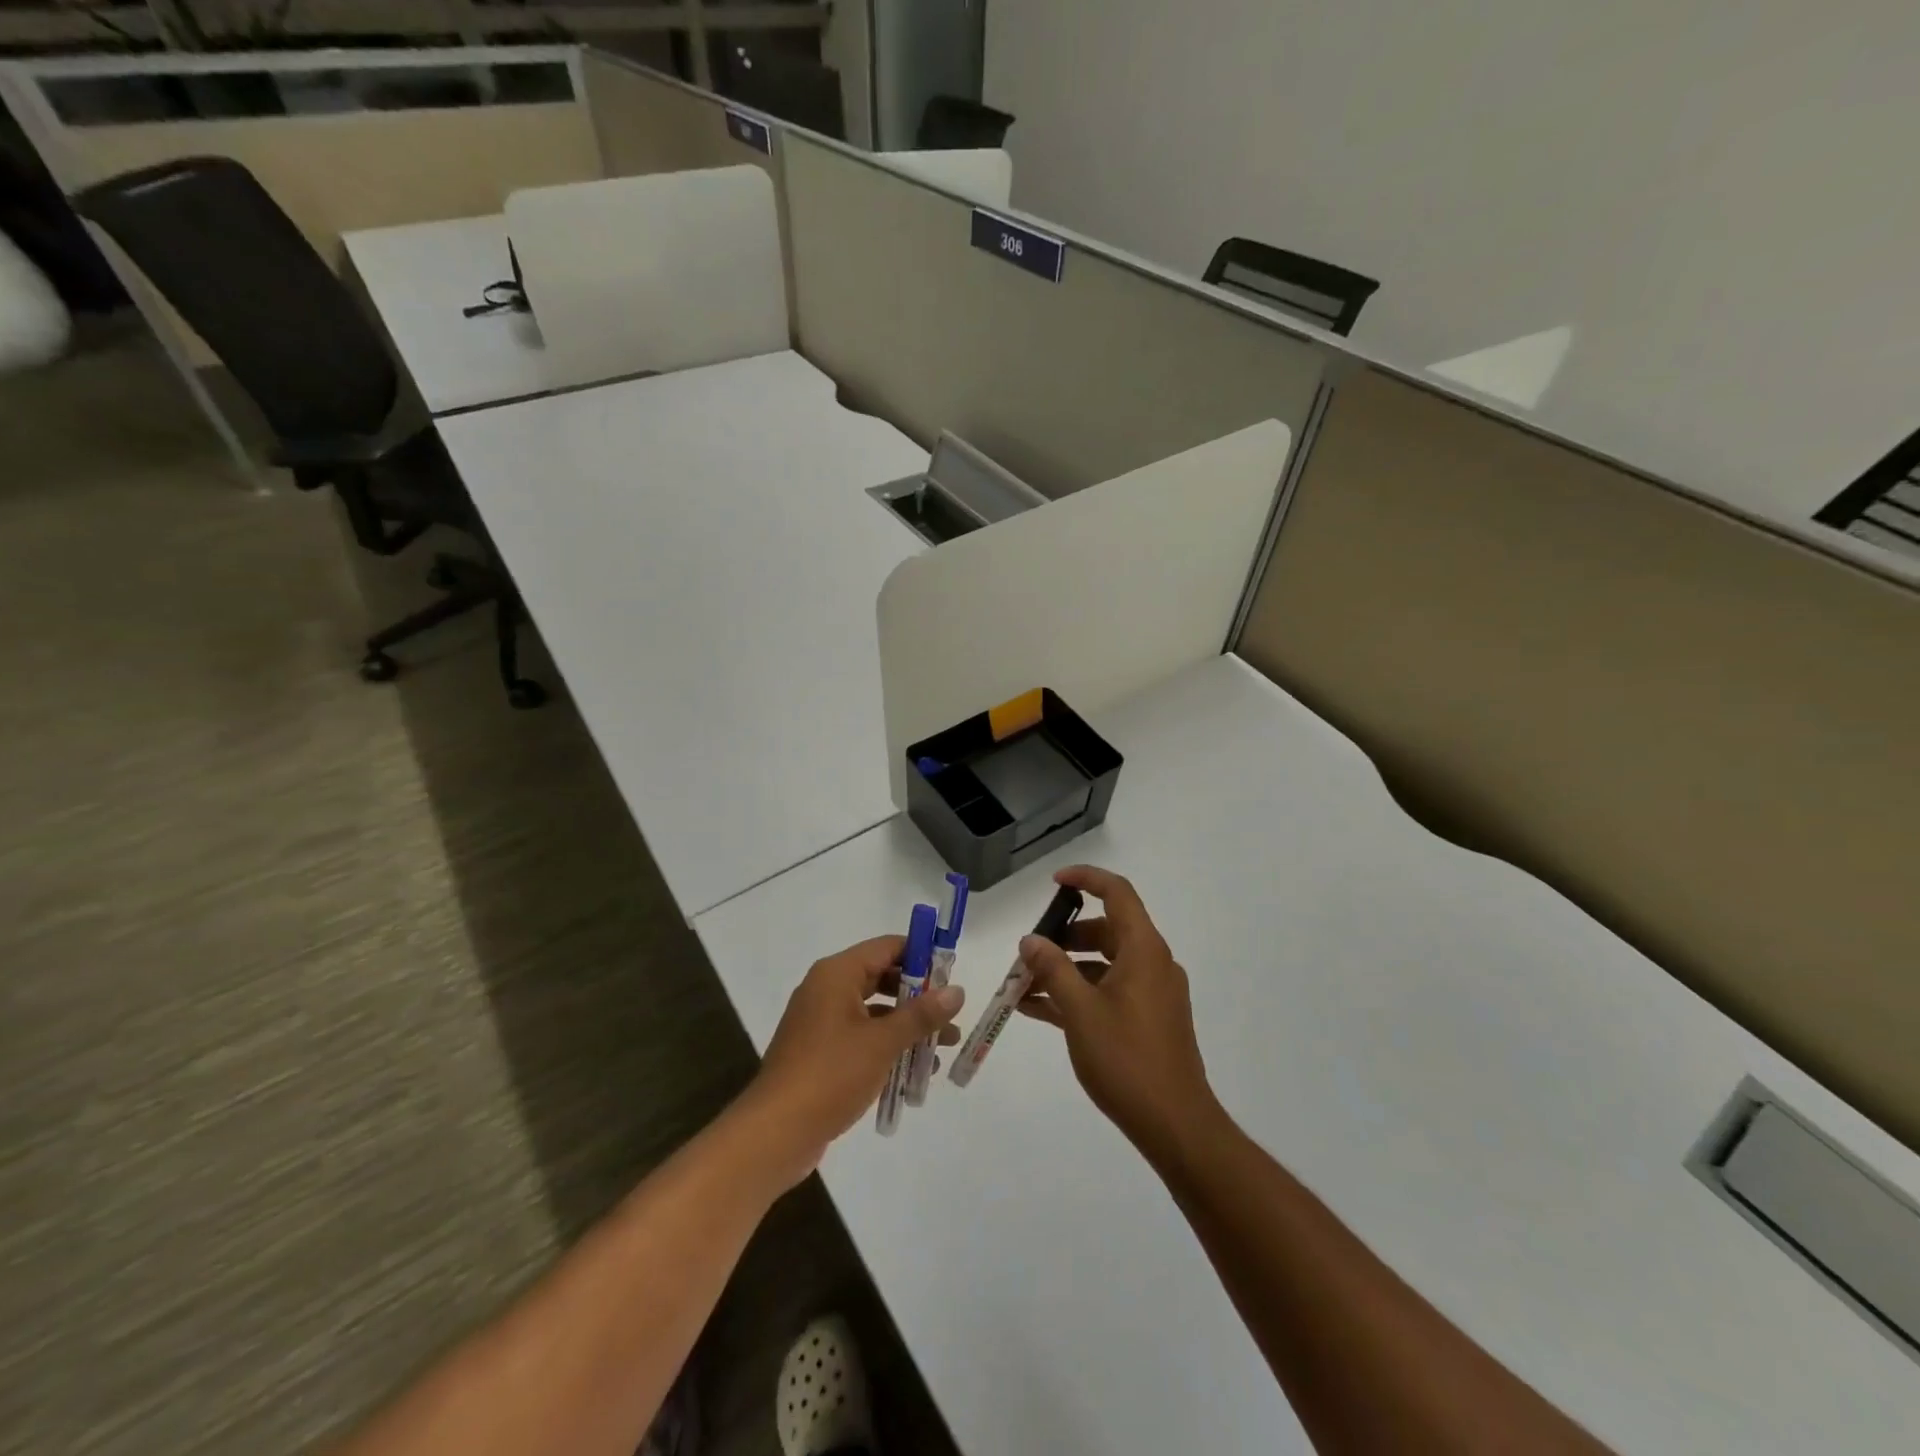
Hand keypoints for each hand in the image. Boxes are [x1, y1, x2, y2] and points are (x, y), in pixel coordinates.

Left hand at [738, 935, 963, 1187]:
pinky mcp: (821, 1052)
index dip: (921, 956)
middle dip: (919, 997)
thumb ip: (921, 1014)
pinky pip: (862, 1037)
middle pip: (882, 978)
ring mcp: (821, 1022)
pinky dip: (887, 1046)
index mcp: (837, 974)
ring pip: (874, 1012)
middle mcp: (827, 989)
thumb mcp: (883, 1042)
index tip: (952, 975)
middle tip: (951, 1014)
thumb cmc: (831, 1074)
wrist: (776, 1132)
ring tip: (945, 1047)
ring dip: (908, 1026)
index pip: (887, 947)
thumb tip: (958, 990)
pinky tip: (915, 1072)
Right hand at [1016, 866, 1222, 1160]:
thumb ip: (1052, 969)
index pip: (1117, 893)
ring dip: (1065, 970)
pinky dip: (1078, 993)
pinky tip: (1039, 1010)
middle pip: (1106, 930)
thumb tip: (1031, 940)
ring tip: (1023, 986)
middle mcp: (1152, 963)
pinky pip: (1108, 992)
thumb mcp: (1080, 1011)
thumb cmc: (1126, 1059)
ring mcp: (1152, 993)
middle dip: (1064, 937)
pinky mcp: (1148, 1020)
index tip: (1053, 883)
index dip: (1086, 879)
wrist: (1175, 1125)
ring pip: (1103, 964)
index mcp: (1143, 950)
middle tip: (1029, 952)